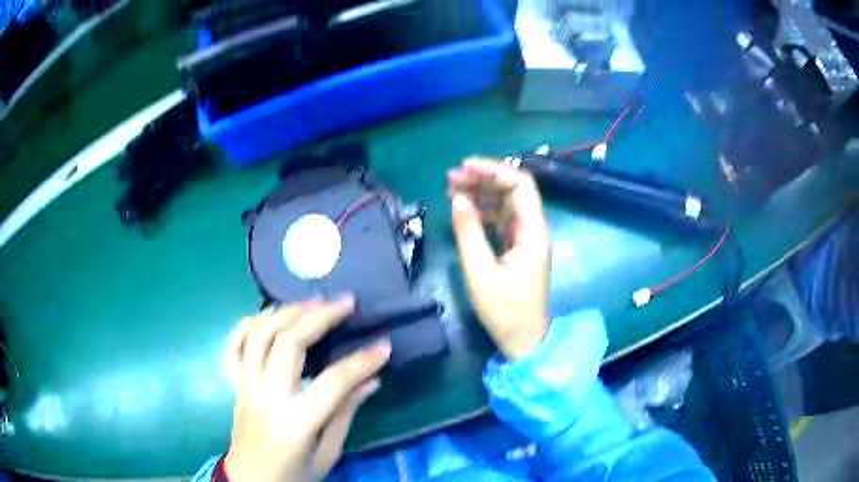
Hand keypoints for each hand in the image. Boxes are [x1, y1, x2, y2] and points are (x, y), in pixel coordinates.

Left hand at [223, 297, 390, 481]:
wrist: (249, 481)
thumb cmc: (293, 475)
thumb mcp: (328, 455)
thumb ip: (346, 414)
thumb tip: (372, 380)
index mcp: (295, 423)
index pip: (333, 382)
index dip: (362, 361)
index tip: (384, 345)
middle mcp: (266, 397)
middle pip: (289, 344)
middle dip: (320, 317)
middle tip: (346, 303)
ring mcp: (245, 386)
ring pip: (259, 335)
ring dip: (287, 311)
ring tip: (313, 300)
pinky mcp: (235, 383)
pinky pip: (234, 344)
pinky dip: (249, 324)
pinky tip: (269, 315)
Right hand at [448, 157, 550, 359]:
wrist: (523, 339)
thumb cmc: (505, 311)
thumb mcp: (481, 273)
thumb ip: (469, 234)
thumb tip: (458, 199)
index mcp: (532, 232)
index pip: (520, 185)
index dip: (494, 170)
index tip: (465, 167)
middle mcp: (533, 229)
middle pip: (513, 190)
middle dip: (484, 178)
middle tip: (451, 178)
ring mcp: (526, 237)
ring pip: (506, 202)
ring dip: (481, 192)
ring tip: (451, 189)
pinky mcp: (517, 247)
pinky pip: (501, 218)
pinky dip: (483, 210)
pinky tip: (464, 209)